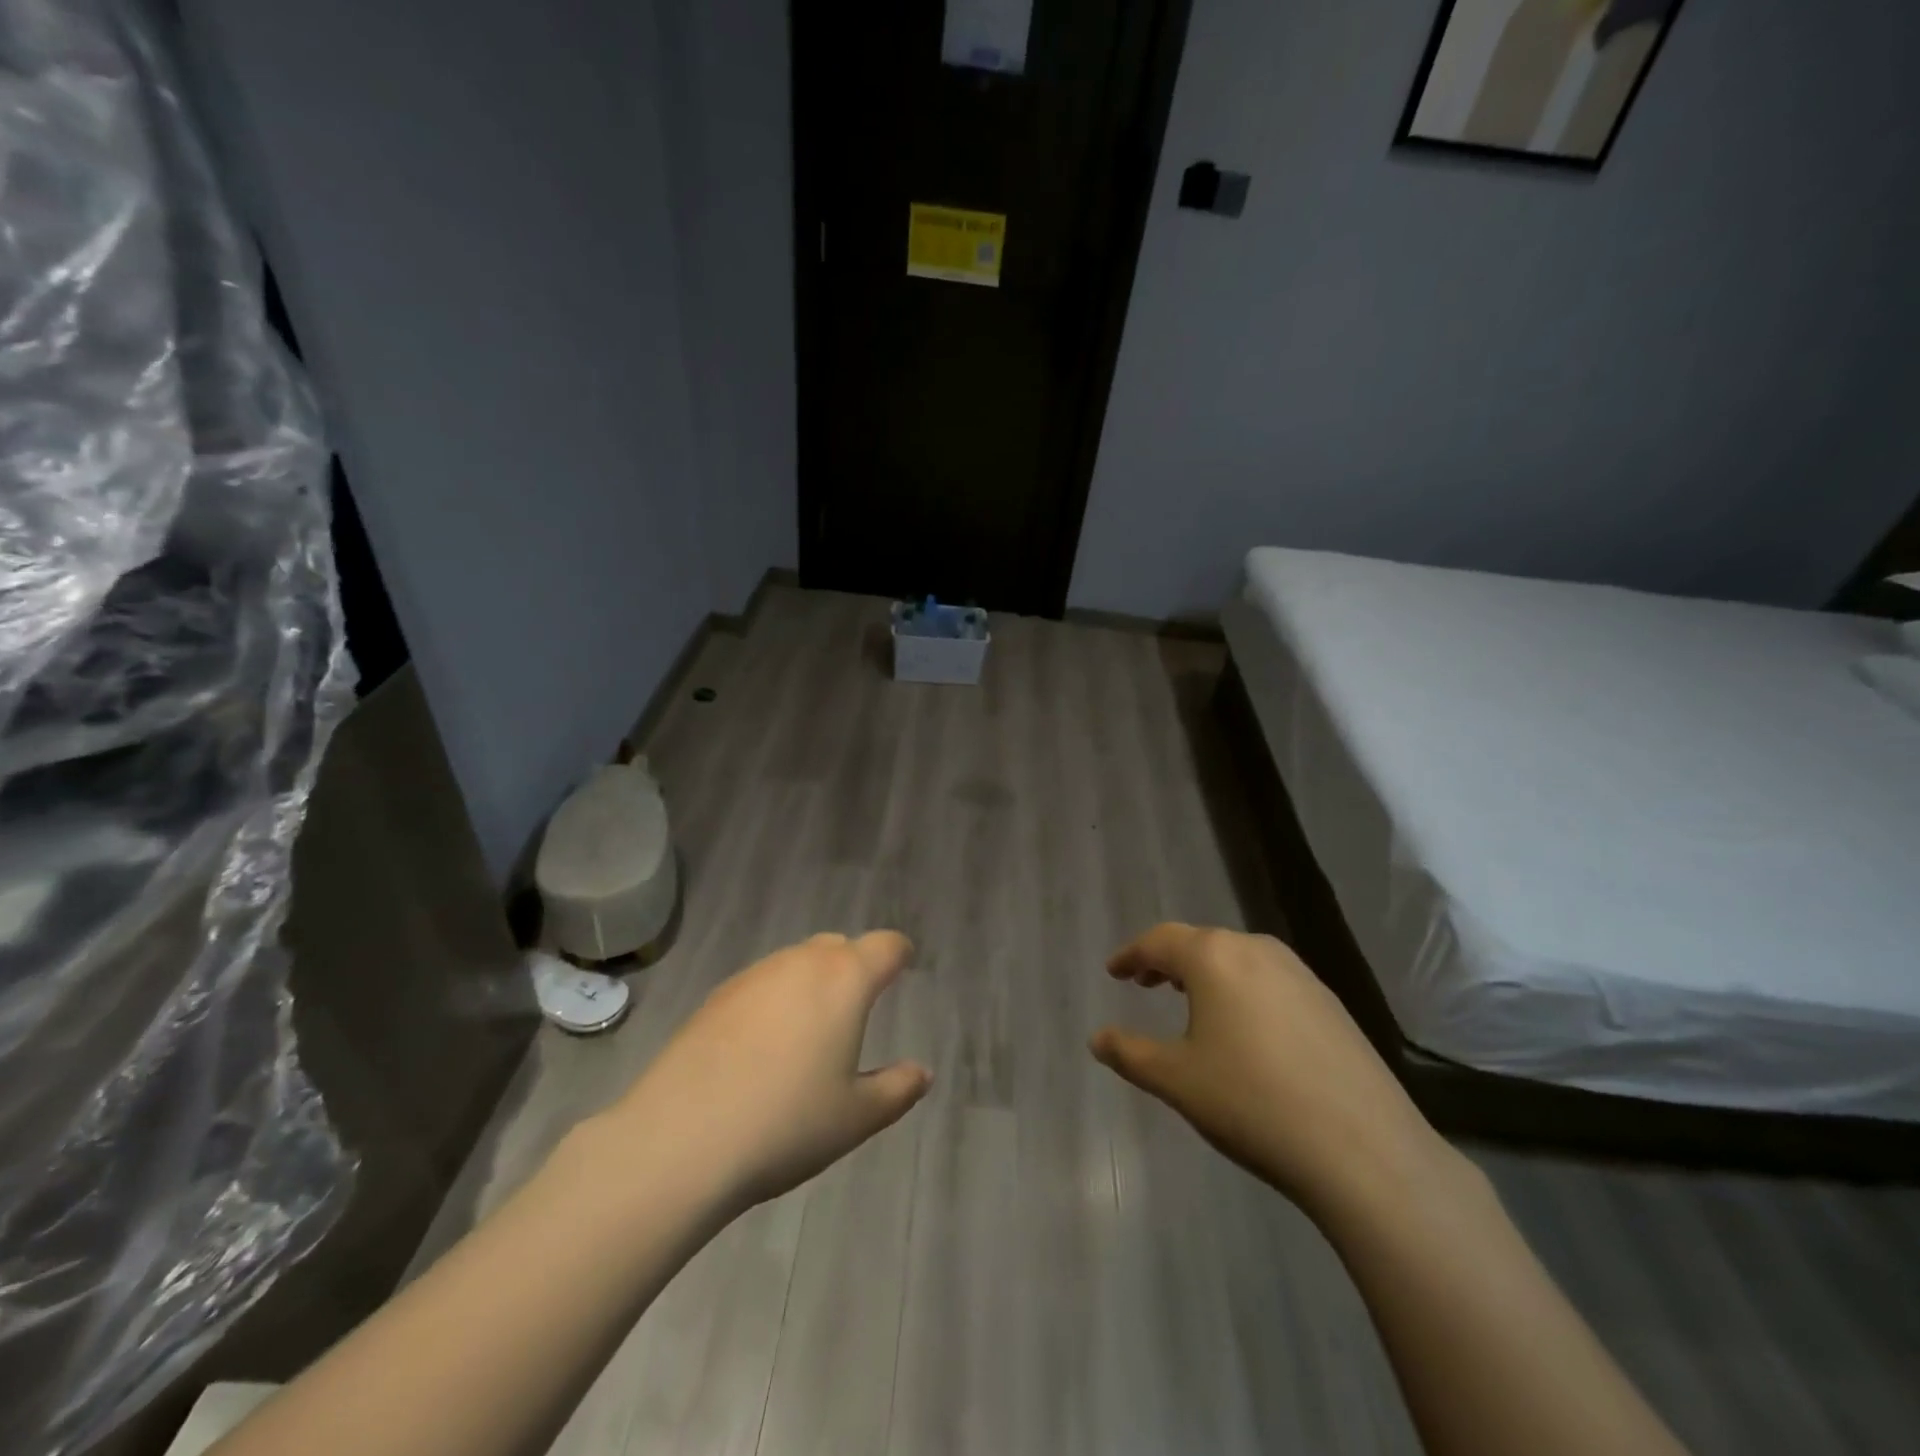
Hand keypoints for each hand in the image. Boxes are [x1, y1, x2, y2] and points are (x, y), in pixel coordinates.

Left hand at [607, 932, 932, 1211]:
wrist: (678, 1140)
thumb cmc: (785, 1124)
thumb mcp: (856, 1117)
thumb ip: (897, 1089)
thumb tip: (922, 1072)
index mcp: (845, 979)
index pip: (885, 946)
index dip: (899, 954)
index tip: (904, 968)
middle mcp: (800, 962)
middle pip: (838, 947)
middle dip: (854, 967)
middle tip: (857, 1009)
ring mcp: (753, 976)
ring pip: (796, 962)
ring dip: (812, 983)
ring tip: (809, 1032)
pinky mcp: (715, 997)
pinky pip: (761, 985)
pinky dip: (774, 1001)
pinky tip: (761, 1047)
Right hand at [1090, 924, 1449, 1219]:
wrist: (1364, 1151)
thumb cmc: (1251, 1103)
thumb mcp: (1176, 1080)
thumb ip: (1130, 1053)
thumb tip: (1097, 1039)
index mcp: (1214, 958)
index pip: (1160, 941)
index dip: (1131, 955)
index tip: (1113, 971)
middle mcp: (1257, 950)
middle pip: (1200, 944)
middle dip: (1168, 961)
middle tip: (1145, 983)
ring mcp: (1300, 974)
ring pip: (1238, 960)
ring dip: (1206, 974)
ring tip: (1189, 1001)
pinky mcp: (1330, 1003)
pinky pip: (1270, 981)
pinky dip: (1242, 990)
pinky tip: (1244, 1028)